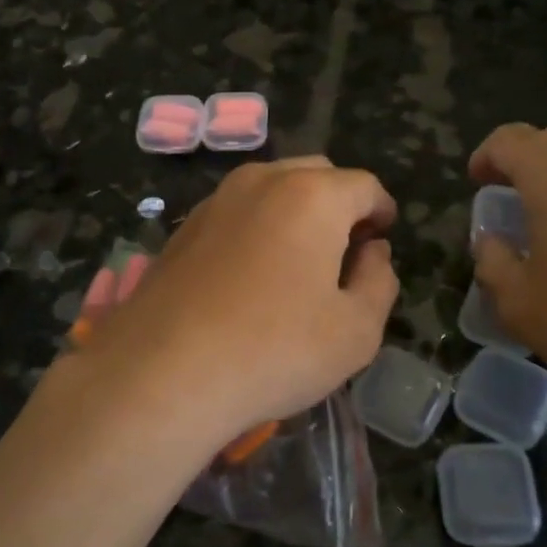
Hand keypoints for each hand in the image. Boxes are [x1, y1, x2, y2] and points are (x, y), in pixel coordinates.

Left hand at [78, 157, 398, 449]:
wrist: (162, 371)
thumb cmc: (274, 350)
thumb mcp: (356, 330)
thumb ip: (379, 281)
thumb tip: (373, 252)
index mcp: (312, 196)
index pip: (364, 186)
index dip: (382, 210)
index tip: (383, 237)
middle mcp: (262, 181)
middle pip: (317, 175)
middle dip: (341, 203)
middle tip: (348, 249)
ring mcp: (217, 200)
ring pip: (273, 187)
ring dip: (297, 210)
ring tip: (301, 260)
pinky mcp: (184, 226)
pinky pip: (238, 210)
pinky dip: (259, 225)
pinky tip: (254, 272)